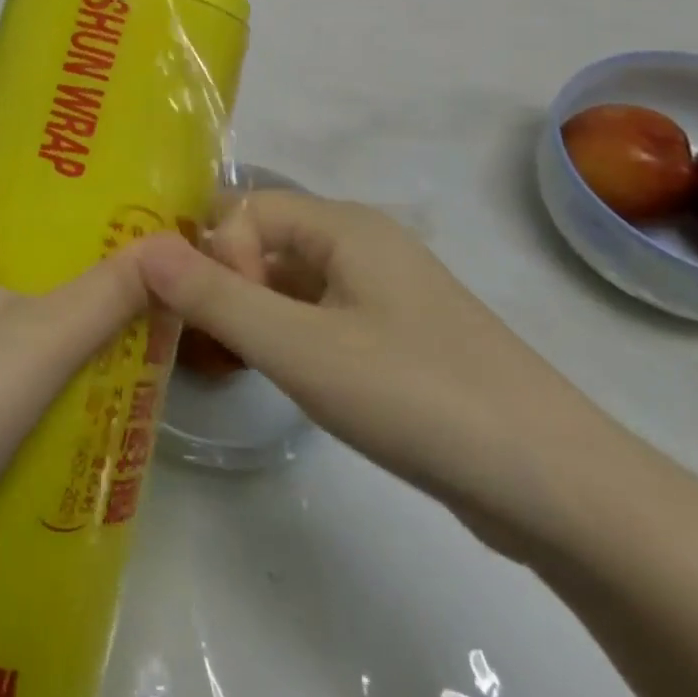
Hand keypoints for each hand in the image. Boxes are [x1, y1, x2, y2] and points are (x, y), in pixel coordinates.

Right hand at [141, 190, 619, 554]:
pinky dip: (290, 335)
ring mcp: (386, 291)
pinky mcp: (398, 336)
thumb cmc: (415, 396)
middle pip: (268, 241)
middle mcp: (364, 244)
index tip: (222, 317)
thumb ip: (214, 297)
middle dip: (227, 281)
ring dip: (256, 312)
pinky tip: (286, 378)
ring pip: (292, 282)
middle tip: (205, 339)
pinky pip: (322, 315)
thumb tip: (139, 250)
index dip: (218, 253)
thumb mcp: (299, 348)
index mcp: (345, 226)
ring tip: (233, 360)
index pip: (247, 209)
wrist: (557, 487)